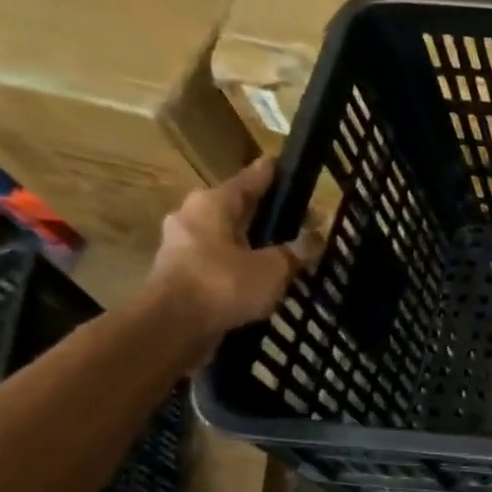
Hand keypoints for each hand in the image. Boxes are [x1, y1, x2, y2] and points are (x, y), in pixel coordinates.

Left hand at [145, 156, 321, 345]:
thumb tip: (319, 235)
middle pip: (238, 208)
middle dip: (268, 213)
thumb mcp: (273, 268)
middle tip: (299, 217)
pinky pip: (221, 260)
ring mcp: (183, 246)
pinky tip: (264, 276)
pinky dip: (242, 263)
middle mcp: (193, 217)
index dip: (271, 174)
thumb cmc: (223, 284)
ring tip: (286, 250)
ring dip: (255, 241)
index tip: (285, 165)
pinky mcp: (182, 274)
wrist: (172, 327)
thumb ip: (298, 251)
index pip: (250, 179)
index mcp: (213, 203)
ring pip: (229, 236)